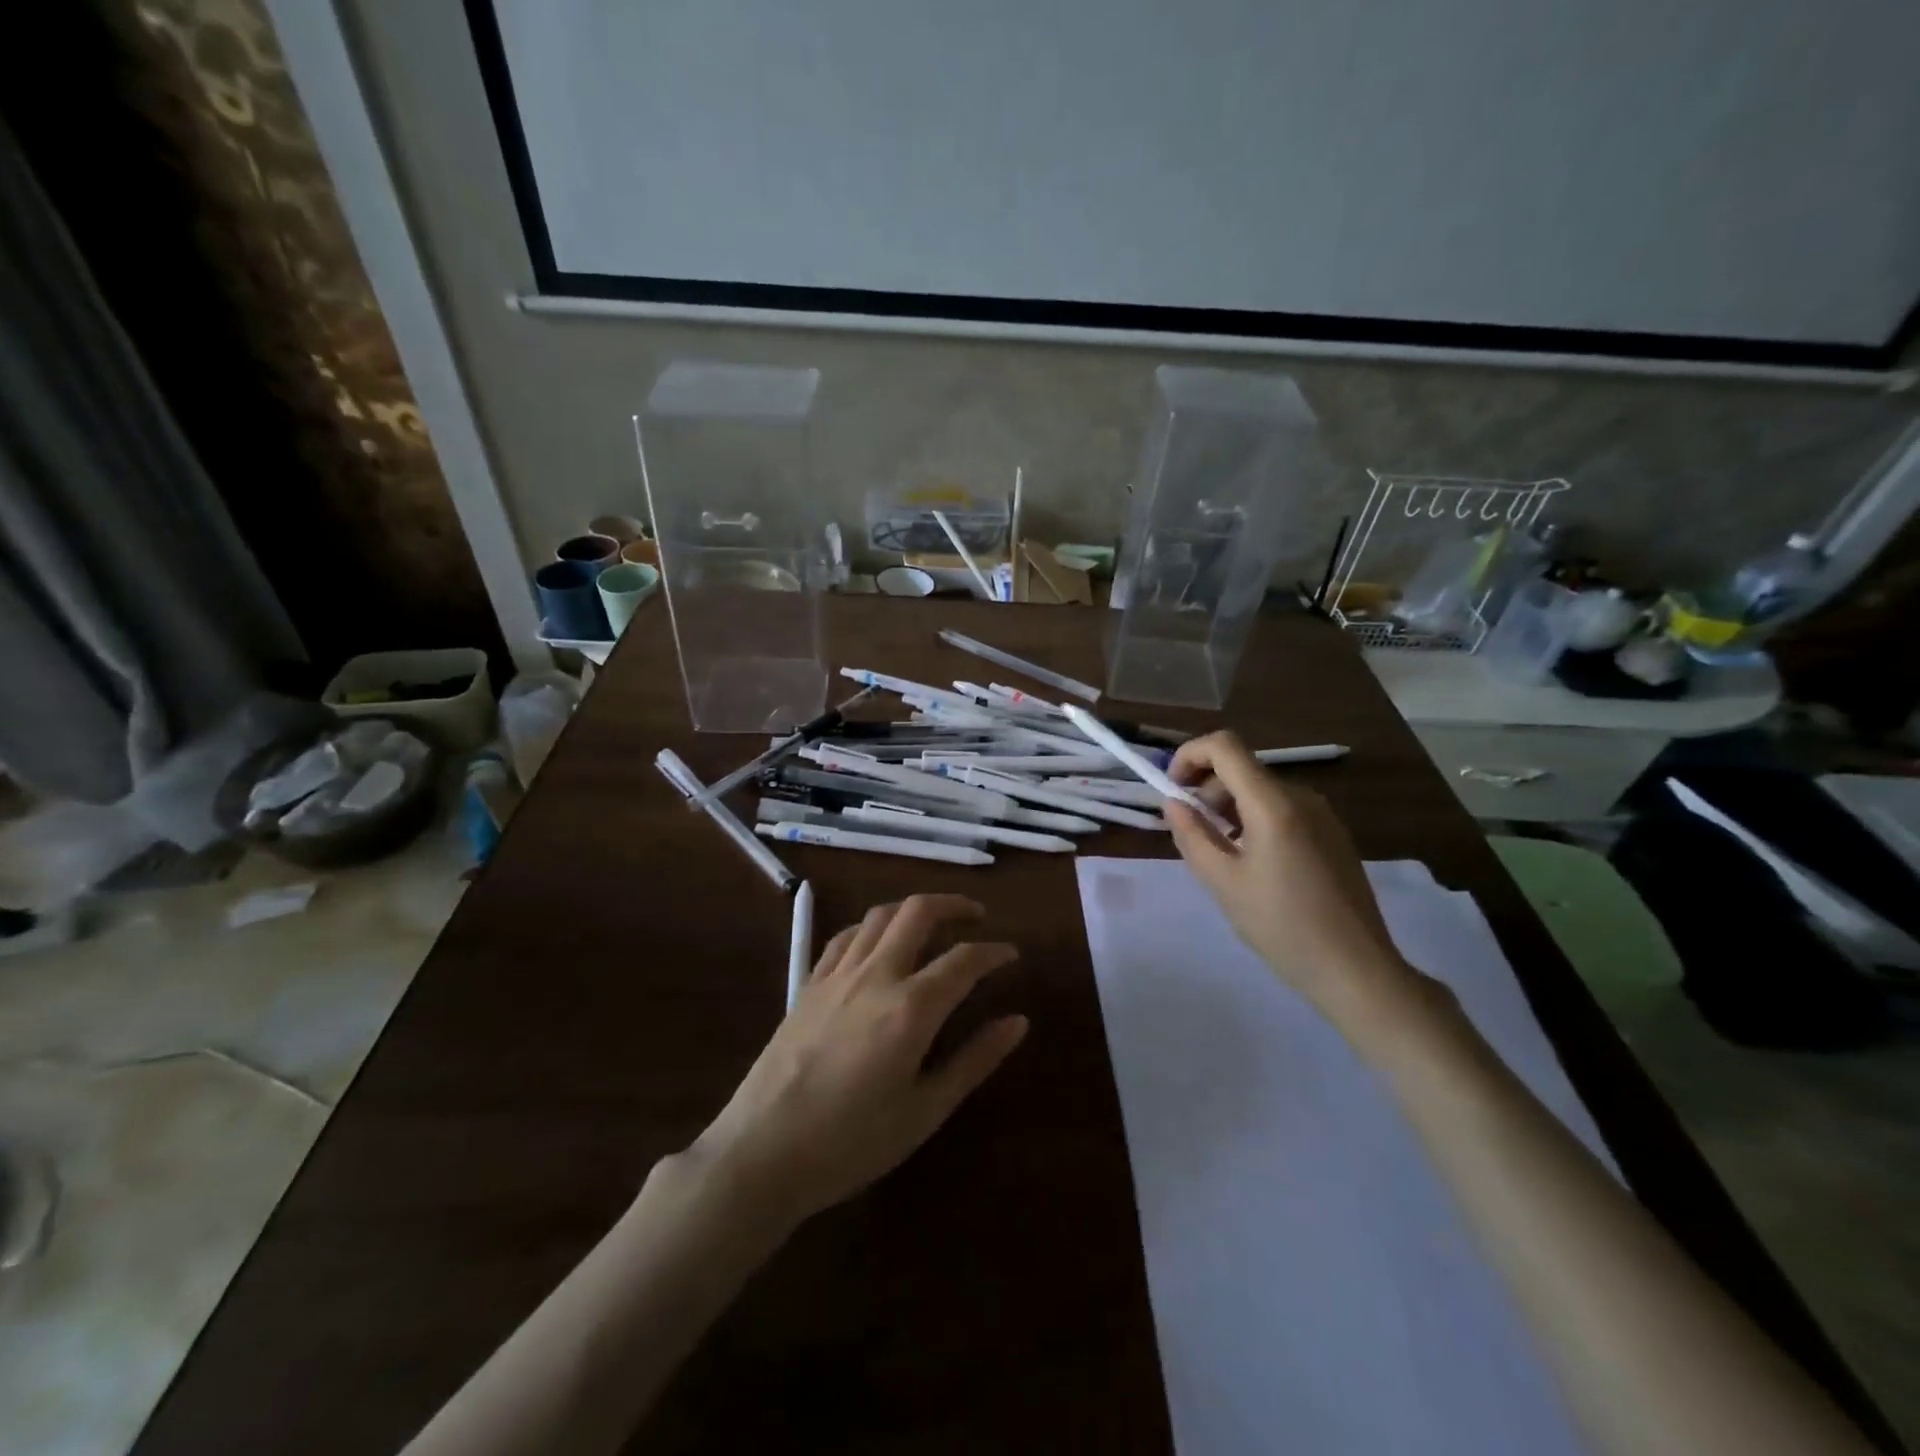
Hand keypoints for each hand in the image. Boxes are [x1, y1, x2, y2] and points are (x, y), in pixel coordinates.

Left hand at [687, 894, 1026, 1229]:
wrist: (762, 1152)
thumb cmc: (852, 1143)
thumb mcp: (924, 1111)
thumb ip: (974, 1060)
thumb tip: (1018, 1022)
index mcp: (911, 1008)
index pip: (964, 960)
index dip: (994, 952)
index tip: (1011, 955)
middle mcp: (877, 975)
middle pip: (918, 912)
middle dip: (954, 904)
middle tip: (977, 916)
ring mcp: (837, 974)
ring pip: (880, 915)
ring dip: (913, 909)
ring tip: (933, 923)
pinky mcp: (809, 983)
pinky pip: (846, 936)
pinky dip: (873, 927)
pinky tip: (879, 943)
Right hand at [1164, 731, 1424, 1031]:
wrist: (1356, 969)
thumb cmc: (1281, 926)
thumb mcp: (1222, 882)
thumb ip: (1191, 835)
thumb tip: (1173, 803)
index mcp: (1273, 804)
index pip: (1224, 746)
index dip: (1189, 755)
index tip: (1173, 789)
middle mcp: (1301, 797)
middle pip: (1242, 768)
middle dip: (1206, 788)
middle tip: (1191, 831)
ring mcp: (1322, 815)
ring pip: (1261, 790)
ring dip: (1229, 806)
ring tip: (1220, 852)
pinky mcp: (1333, 834)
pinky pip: (1283, 809)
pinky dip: (1254, 819)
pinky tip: (1253, 862)